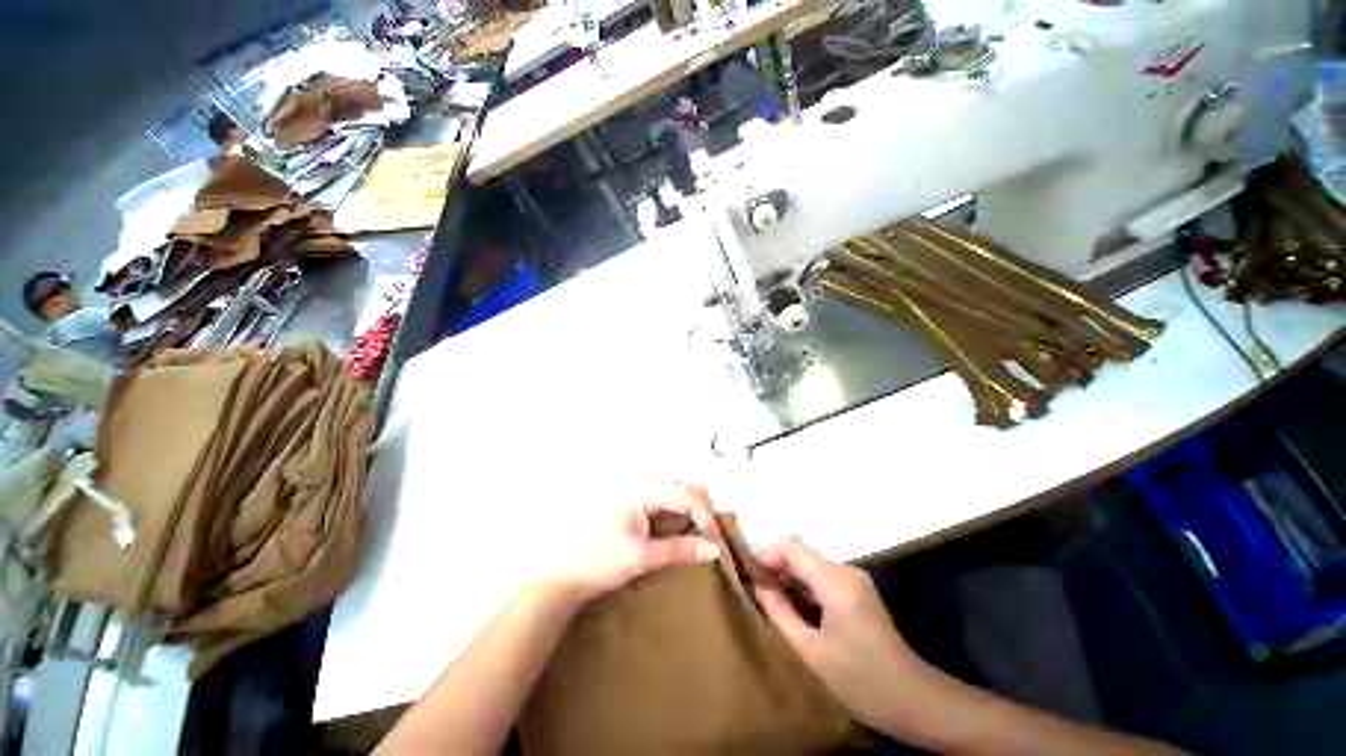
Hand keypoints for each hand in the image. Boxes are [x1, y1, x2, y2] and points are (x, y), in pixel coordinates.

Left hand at [546, 484, 722, 603]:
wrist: (565, 578)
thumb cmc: (598, 561)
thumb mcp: (640, 557)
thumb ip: (678, 550)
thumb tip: (714, 549)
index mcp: (644, 494)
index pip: (686, 494)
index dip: (706, 515)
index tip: (717, 543)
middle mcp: (648, 493)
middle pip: (688, 491)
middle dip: (705, 513)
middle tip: (714, 542)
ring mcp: (646, 506)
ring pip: (683, 503)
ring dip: (697, 520)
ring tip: (706, 545)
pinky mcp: (645, 520)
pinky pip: (673, 516)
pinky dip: (686, 527)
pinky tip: (690, 545)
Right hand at [754, 537, 940, 736]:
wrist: (917, 702)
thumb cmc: (863, 681)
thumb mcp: (813, 652)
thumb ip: (780, 613)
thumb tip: (757, 585)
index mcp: (835, 581)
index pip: (791, 545)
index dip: (764, 551)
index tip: (744, 569)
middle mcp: (845, 570)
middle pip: (799, 552)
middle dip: (773, 564)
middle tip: (751, 586)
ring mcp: (853, 579)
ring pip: (808, 563)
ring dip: (786, 575)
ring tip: (765, 597)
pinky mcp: (856, 591)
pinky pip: (820, 576)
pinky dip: (800, 584)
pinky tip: (790, 605)